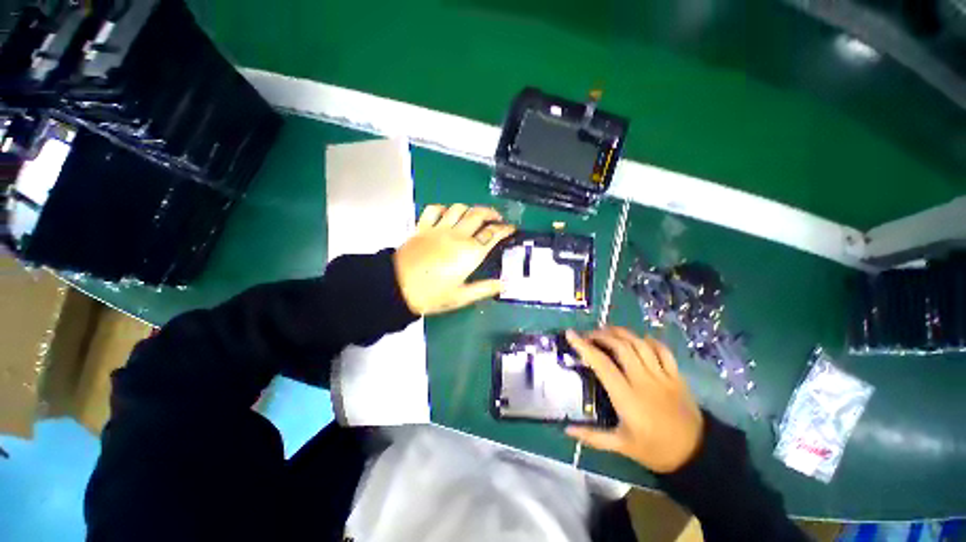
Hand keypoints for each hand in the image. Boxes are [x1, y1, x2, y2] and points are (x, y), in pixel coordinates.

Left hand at [393, 204, 515, 314]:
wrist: (397, 288)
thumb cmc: (432, 295)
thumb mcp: (461, 297)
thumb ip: (485, 289)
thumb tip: (505, 284)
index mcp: (470, 252)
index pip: (492, 234)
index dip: (504, 229)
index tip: (511, 228)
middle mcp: (457, 235)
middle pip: (478, 214)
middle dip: (491, 213)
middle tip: (497, 218)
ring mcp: (438, 228)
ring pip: (458, 208)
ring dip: (470, 208)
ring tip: (474, 215)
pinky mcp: (422, 227)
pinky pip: (434, 209)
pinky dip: (443, 208)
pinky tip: (447, 214)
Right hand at [564, 327, 703, 473]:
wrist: (698, 455)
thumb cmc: (655, 450)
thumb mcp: (622, 447)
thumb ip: (593, 437)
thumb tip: (567, 430)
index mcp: (627, 397)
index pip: (602, 364)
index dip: (584, 346)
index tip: (571, 334)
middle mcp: (644, 381)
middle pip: (621, 347)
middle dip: (601, 335)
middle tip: (588, 335)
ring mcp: (663, 376)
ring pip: (640, 344)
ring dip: (621, 333)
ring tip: (607, 331)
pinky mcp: (677, 376)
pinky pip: (663, 351)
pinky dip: (650, 341)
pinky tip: (639, 339)